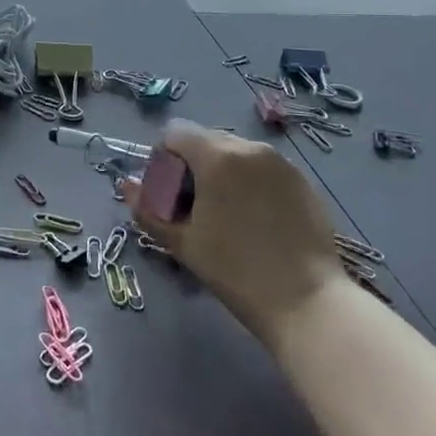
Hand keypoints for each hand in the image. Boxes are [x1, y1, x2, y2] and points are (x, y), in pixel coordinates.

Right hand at [122, 119, 341, 346]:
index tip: (168, 194)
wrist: (308, 301)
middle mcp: (250, 147)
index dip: (163, 159)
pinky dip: (250, 182)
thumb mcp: (182, 242)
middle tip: (193, 206)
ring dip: (222, 172)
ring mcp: (281, 163)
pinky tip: (256, 221)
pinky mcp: (303, 181)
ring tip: (226, 214)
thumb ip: (148, 209)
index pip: (175, 133)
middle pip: (207, 140)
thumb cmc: (235, 271)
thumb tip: (127, 186)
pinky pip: (264, 168)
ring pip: (237, 153)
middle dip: (192, 165)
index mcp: (217, 156)